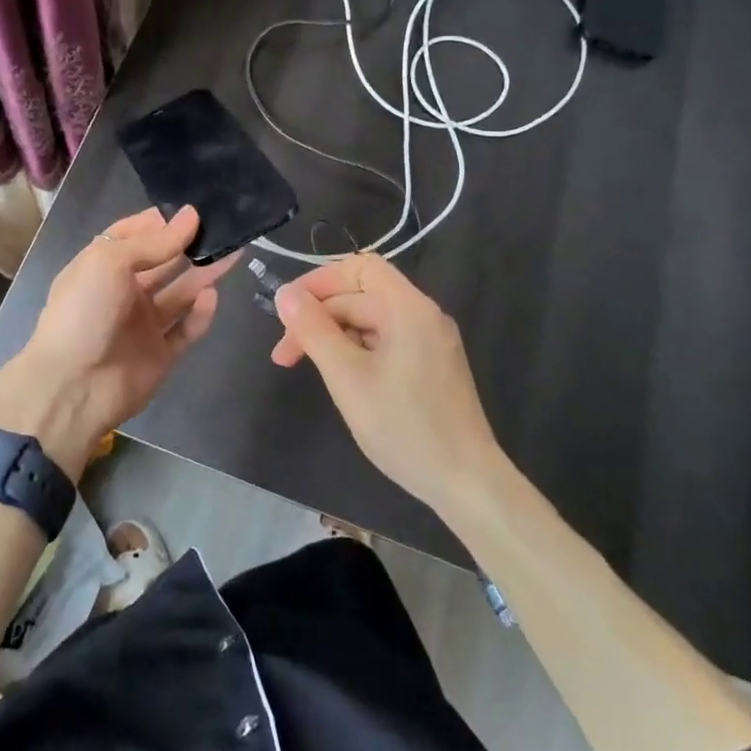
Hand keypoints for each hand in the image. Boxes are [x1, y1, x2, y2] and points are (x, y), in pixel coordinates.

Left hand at [0, 206, 238, 478]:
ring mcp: (143, 324)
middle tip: (227, 226)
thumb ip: (154, 241)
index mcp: (103, 265)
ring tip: (234, 252)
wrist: (72, 387)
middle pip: (164, 262)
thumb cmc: (84, 312)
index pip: (136, 234)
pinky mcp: (161, 353)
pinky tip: (212, 296)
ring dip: (204, 273)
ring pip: (181, 292)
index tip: (196, 208)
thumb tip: (192, 214)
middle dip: (191, 244)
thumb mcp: (110, 262)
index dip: (163, 221)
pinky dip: (201, 313)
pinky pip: (187, 329)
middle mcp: (124, 291)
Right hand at [270, 252, 502, 518]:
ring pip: (371, 321)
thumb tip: (285, 294)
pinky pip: (385, 342)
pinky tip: (340, 377)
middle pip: (362, 296)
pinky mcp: (431, 366)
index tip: (289, 310)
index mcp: (408, 308)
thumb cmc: (404, 427)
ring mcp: (430, 342)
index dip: (320, 281)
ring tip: (306, 368)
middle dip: (319, 317)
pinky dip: (356, 351)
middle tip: (284, 355)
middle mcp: (423, 316)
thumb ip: (314, 331)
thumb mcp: (347, 377)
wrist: (466, 483)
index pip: (360, 267)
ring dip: (334, 336)